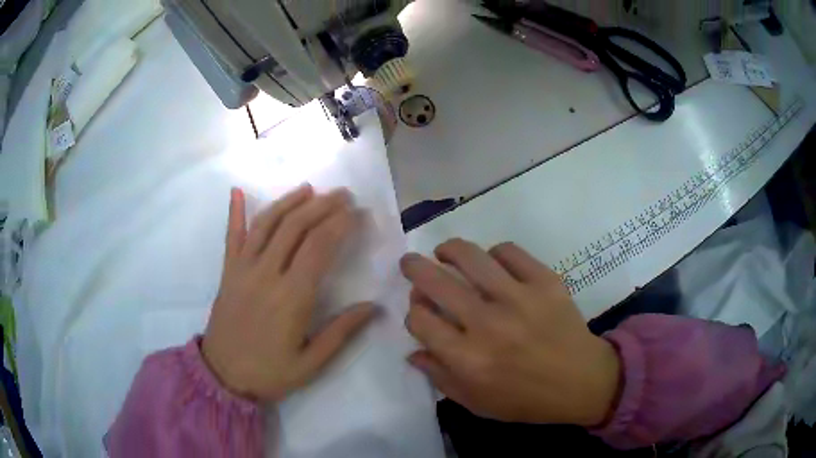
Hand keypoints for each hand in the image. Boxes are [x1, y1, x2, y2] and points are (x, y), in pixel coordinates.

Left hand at [202, 185, 376, 401]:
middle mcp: (266, 274)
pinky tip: (237, 191)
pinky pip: (231, 236)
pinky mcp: (227, 272)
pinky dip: (234, 212)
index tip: (358, 212)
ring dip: (288, 202)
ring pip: (266, 224)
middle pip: (296, 227)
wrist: (223, 377)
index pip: (319, 247)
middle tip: (343, 194)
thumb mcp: (311, 363)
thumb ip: (342, 332)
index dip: (341, 224)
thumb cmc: (270, 373)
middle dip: (322, 206)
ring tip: (308, 189)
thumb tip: (374, 306)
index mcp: (291, 297)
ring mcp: (242, 269)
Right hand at [401, 239, 620, 425]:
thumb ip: (440, 378)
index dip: (412, 312)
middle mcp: (487, 324)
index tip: (419, 311)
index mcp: (467, 359)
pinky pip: (510, 252)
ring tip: (445, 252)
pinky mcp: (545, 282)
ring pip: (471, 257)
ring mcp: (519, 298)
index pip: (420, 320)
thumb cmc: (526, 399)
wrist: (581, 381)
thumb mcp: (476, 402)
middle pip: (436, 282)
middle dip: (414, 268)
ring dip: (449, 249)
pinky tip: (492, 262)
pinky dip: (494, 253)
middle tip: (410, 263)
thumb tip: (413, 352)